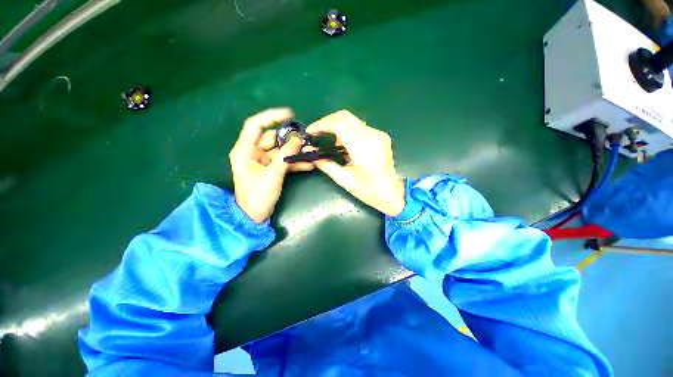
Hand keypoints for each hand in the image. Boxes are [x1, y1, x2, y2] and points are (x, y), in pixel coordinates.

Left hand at [230, 108, 313, 223]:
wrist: (254, 216)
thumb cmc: (258, 195)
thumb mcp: (273, 175)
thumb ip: (285, 156)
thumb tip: (298, 141)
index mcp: (245, 150)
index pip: (256, 125)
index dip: (271, 117)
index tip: (289, 114)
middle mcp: (253, 152)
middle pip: (273, 139)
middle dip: (290, 140)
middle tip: (306, 141)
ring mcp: (263, 161)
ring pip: (281, 151)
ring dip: (295, 152)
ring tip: (311, 154)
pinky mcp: (271, 169)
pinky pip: (284, 161)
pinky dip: (295, 162)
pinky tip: (309, 164)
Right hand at [306, 110, 404, 216]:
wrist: (392, 193)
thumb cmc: (368, 191)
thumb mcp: (344, 180)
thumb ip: (326, 164)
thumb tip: (311, 153)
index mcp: (363, 148)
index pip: (339, 125)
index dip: (322, 125)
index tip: (310, 131)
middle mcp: (372, 136)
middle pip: (346, 117)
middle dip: (328, 121)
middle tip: (317, 131)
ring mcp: (379, 134)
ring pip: (353, 121)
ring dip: (337, 126)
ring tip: (328, 140)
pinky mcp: (381, 136)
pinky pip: (360, 128)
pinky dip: (348, 131)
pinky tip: (343, 143)